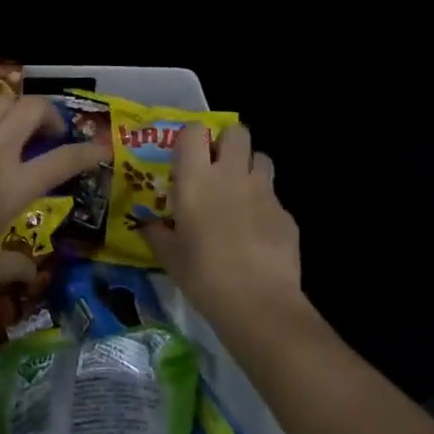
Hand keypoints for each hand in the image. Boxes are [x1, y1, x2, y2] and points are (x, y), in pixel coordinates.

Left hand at [0, 95, 101, 295]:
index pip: (62, 162)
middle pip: (32, 111)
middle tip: (48, 131)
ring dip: (13, 107)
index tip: (100, 148)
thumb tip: (33, 275)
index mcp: (13, 187)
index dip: (87, 152)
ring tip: (12, 121)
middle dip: (49, 114)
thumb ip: (13, 267)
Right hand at [148, 121, 300, 324]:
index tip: (187, 153)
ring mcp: (263, 191)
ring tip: (241, 191)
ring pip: (261, 157)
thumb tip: (147, 224)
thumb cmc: (203, 275)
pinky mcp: (286, 213)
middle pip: (237, 132)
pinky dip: (265, 206)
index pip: (194, 131)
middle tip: (218, 165)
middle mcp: (230, 174)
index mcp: (196, 179)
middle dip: (228, 142)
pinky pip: (274, 196)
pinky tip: (258, 231)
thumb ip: (157, 233)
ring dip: (251, 167)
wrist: (258, 302)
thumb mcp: (169, 256)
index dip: (192, 136)